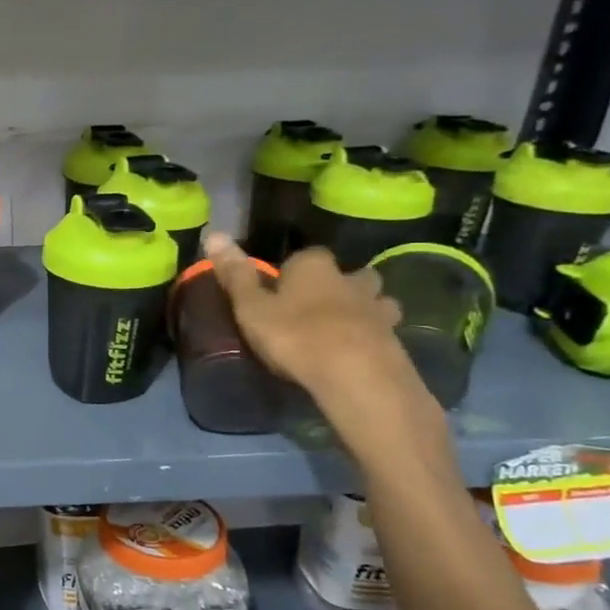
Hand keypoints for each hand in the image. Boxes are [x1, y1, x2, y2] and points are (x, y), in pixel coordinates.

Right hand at [204, 233, 418, 404]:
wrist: (356, 375)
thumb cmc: (295, 336)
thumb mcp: (251, 308)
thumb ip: (236, 275)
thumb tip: (214, 234)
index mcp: (313, 266)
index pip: (304, 256)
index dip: (292, 272)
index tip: (280, 291)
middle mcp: (350, 279)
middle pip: (348, 274)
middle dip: (338, 285)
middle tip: (318, 306)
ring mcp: (377, 309)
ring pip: (375, 300)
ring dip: (364, 309)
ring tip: (345, 328)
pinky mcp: (395, 339)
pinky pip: (383, 331)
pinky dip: (373, 337)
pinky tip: (359, 353)